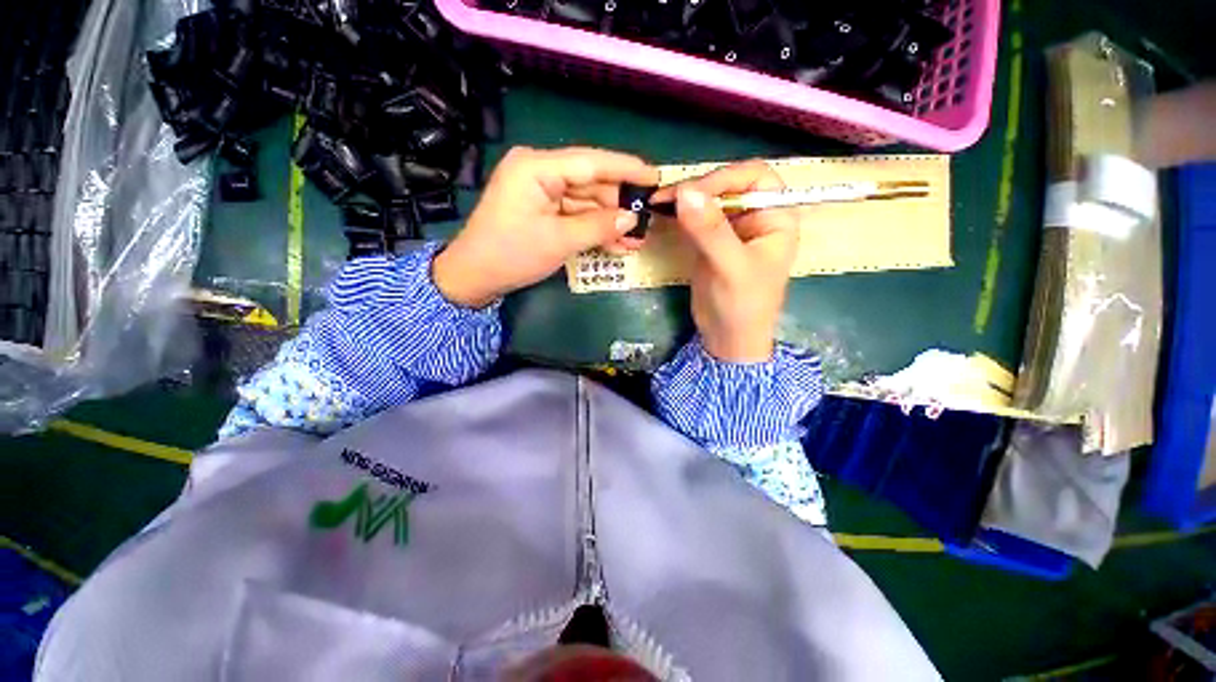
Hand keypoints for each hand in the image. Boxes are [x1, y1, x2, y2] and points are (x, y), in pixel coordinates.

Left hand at [433, 146, 658, 307]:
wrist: (475, 277)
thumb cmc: (512, 254)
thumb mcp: (559, 241)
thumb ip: (598, 226)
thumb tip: (632, 218)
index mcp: (537, 167)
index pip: (591, 162)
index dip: (626, 169)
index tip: (656, 176)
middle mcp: (539, 171)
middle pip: (590, 183)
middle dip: (618, 205)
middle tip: (648, 218)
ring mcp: (540, 192)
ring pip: (585, 202)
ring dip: (609, 222)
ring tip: (637, 238)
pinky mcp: (542, 210)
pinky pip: (574, 215)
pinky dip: (593, 229)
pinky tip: (617, 243)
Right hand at [660, 160, 799, 362]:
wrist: (727, 338)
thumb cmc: (743, 305)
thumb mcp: (731, 267)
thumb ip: (711, 230)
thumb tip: (684, 192)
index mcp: (775, 217)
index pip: (753, 177)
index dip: (723, 178)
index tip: (690, 192)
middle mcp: (754, 217)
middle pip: (726, 185)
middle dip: (697, 189)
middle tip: (665, 198)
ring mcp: (729, 229)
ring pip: (706, 201)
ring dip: (683, 200)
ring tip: (657, 204)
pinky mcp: (708, 242)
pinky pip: (693, 220)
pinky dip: (677, 216)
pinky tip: (661, 215)